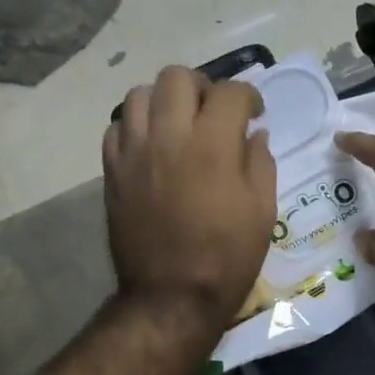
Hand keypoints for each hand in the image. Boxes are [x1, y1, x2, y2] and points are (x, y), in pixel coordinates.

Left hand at [104, 65, 276, 335]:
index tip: (254, 115)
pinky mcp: (112, 171)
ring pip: (139, 94)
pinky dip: (135, 127)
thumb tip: (254, 135)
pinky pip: (116, 128)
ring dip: (163, 102)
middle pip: (177, 78)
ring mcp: (134, 152)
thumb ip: (260, 164)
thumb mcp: (262, 212)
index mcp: (213, 145)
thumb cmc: (227, 258)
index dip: (248, 97)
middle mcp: (169, 136)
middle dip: (202, 87)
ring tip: (177, 125)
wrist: (171, 296)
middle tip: (212, 112)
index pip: (231, 92)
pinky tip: (151, 148)